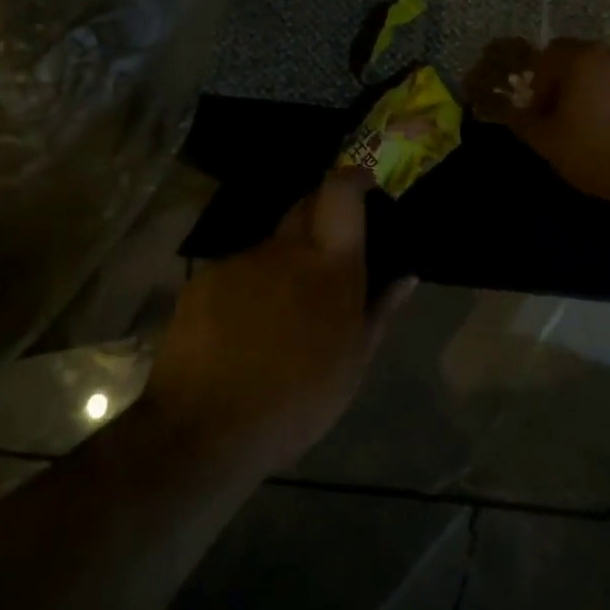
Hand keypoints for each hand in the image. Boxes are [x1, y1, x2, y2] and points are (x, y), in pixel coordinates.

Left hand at [145, 172, 415, 473]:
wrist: (205, 429)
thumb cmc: (297, 401)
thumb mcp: (353, 363)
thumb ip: (380, 310)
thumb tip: (405, 276)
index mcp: (330, 266)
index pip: (341, 193)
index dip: (352, 180)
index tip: (362, 184)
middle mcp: (284, 250)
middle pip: (304, 206)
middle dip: (319, 217)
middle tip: (326, 257)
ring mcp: (240, 262)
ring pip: (270, 247)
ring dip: (282, 265)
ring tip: (280, 316)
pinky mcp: (204, 280)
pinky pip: (237, 272)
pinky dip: (248, 289)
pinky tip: (242, 332)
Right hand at [510, 40, 609, 209]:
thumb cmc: (596, 151)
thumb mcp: (547, 141)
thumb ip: (524, 121)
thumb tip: (514, 112)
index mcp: (582, 59)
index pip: (548, 55)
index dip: (538, 83)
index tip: (540, 113)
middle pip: (579, 61)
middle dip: (565, 86)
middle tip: (562, 120)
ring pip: (605, 74)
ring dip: (593, 93)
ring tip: (591, 128)